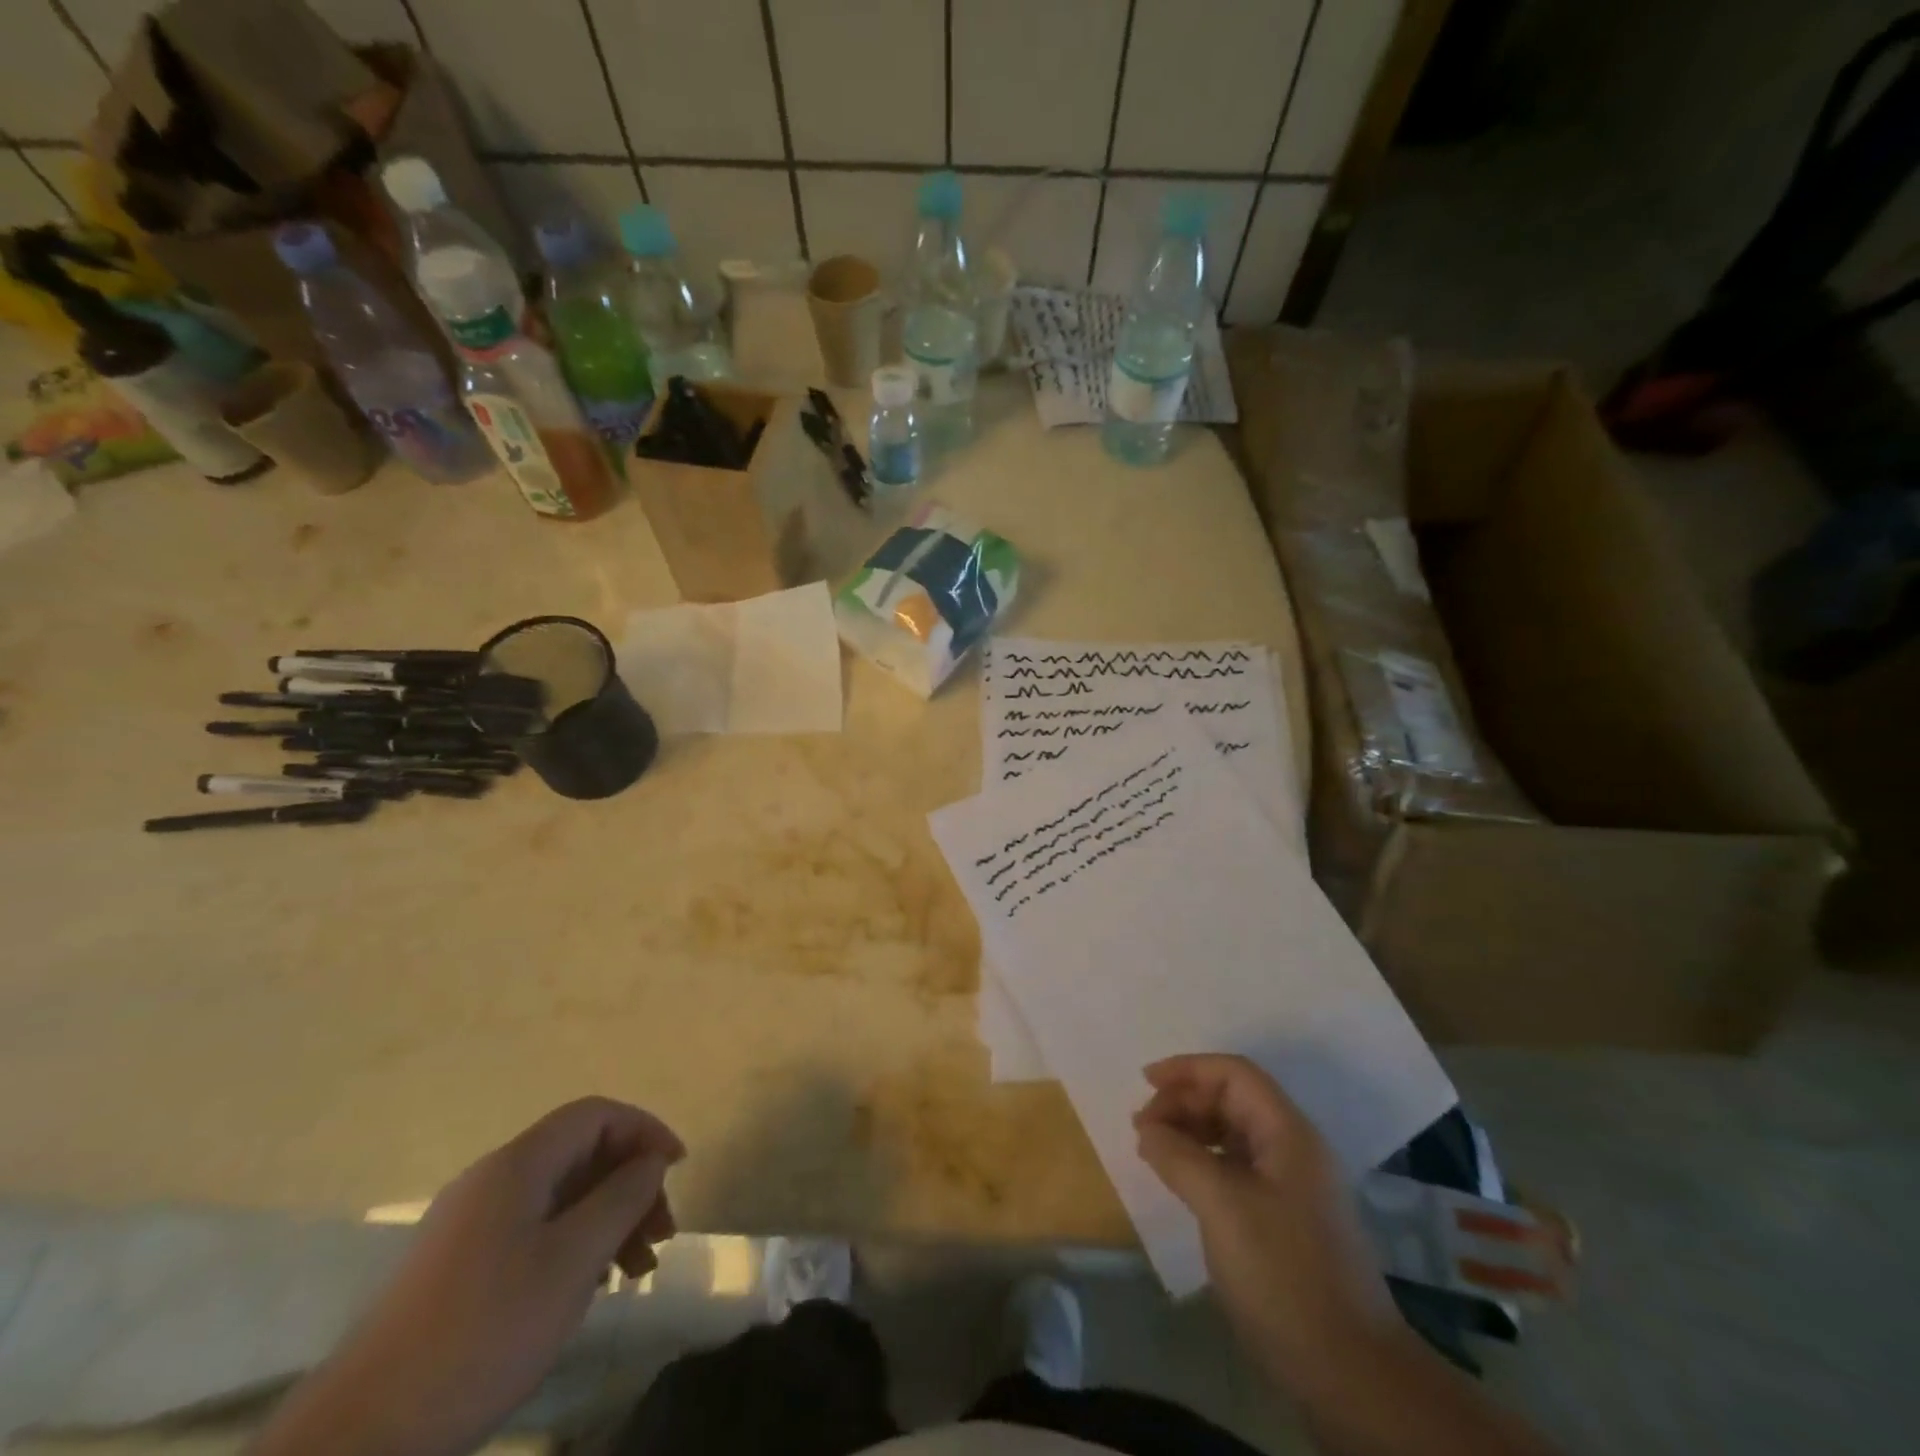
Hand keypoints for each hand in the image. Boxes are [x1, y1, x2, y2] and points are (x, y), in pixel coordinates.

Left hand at [254, 1098, 683, 1455]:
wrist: (362, 1437)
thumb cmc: (483, 1333)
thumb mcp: (572, 1260)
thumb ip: (622, 1197)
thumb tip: (651, 1160)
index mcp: (517, 1165)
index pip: (596, 1115)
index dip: (644, 1130)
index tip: (678, 1169)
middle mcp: (492, 1180)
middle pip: (581, 1155)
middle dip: (631, 1184)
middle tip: (662, 1234)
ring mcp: (470, 1224)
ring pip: (561, 1196)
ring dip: (608, 1220)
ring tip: (636, 1270)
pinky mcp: (458, 1267)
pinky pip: (535, 1230)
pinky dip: (575, 1244)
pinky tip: (590, 1286)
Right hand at [1135, 1055, 1394, 1389]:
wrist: (1350, 1374)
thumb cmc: (1284, 1274)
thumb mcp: (1222, 1206)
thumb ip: (1179, 1156)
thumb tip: (1147, 1129)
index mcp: (1288, 1132)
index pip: (1235, 1074)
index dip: (1188, 1069)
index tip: (1145, 1082)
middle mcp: (1293, 1149)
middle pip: (1233, 1099)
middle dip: (1184, 1101)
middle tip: (1143, 1126)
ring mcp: (1292, 1186)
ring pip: (1233, 1133)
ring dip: (1191, 1130)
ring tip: (1153, 1149)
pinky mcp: (1285, 1219)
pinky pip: (1236, 1167)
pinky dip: (1203, 1161)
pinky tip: (1181, 1180)